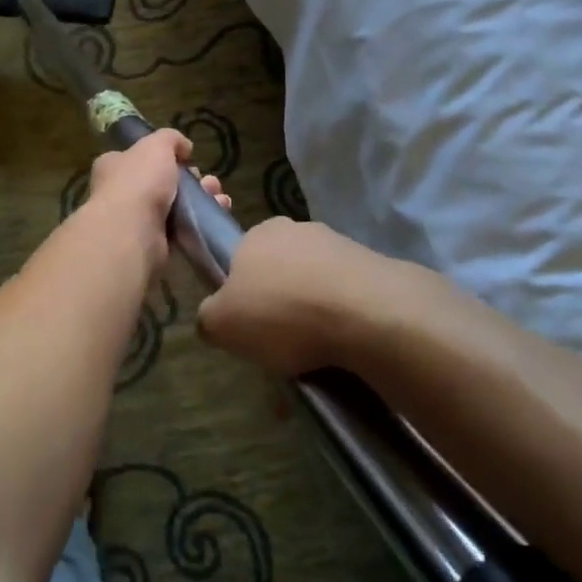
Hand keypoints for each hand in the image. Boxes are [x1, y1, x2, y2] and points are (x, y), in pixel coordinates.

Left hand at [84, 128, 229, 271]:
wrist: (133, 233)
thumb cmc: (139, 181)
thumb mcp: (156, 145)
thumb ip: (171, 139)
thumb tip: (184, 147)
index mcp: (114, 166)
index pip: (139, 157)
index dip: (164, 156)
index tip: (187, 158)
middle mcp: (122, 193)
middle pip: (163, 182)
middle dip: (191, 180)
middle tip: (207, 181)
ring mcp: (138, 220)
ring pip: (176, 206)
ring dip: (201, 200)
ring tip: (219, 197)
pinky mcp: (154, 243)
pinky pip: (182, 229)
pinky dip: (200, 222)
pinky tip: (218, 213)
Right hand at [197, 216, 405, 376]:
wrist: (366, 314)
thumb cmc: (281, 312)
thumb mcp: (221, 324)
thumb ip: (208, 317)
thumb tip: (214, 318)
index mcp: (257, 233)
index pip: (240, 259)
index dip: (241, 293)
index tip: (248, 323)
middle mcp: (296, 229)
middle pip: (278, 270)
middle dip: (278, 301)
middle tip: (279, 342)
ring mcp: (339, 244)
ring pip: (314, 282)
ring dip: (312, 311)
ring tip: (315, 352)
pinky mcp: (373, 266)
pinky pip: (347, 296)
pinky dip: (342, 318)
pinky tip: (344, 346)